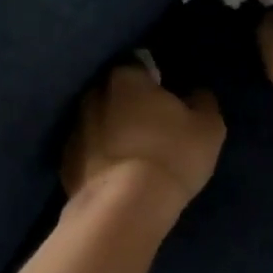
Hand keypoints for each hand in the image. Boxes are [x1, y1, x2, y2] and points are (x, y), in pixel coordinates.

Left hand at [62, 65, 225, 209]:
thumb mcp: (208, 127)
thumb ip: (202, 101)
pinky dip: (98, 159)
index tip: (166, 98)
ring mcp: (74, 129)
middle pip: (113, 93)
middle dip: (127, 105)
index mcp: (125, 77)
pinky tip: (115, 176)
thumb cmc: (171, 155)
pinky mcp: (64, 163)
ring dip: (111, 132)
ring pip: (96, 122)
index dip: (154, 81)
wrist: (124, 207)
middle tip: (151, 127)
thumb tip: (195, 94)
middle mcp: (92, 95)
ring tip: (132, 155)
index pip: (139, 66)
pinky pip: (86, 153)